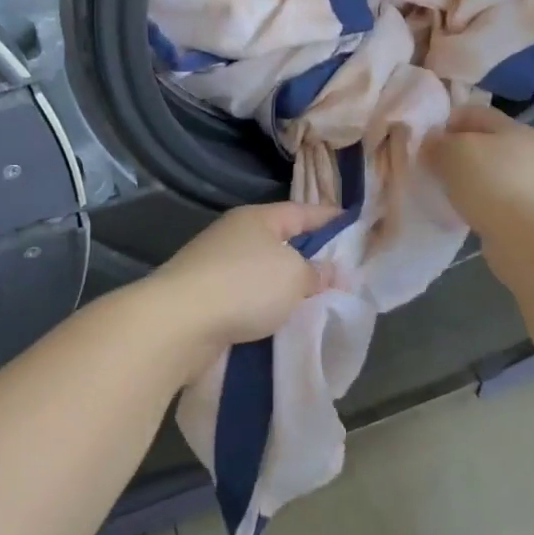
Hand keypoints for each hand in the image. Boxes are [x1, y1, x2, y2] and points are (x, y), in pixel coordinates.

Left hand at [151, 202, 342, 347]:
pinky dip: (264, 306)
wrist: (178, 322)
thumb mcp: (294, 276)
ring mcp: (215, 265)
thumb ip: (318, 273)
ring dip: (284, 285)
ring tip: (314, 302)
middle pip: (281, 241)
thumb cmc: (244, 286)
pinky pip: (246, 297)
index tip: (355, 226)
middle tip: (340, 272)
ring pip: (262, 271)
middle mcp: (234, 235)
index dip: (330, 218)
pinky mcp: (204, 297)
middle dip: (308, 255)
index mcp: (257, 219)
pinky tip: (280, 321)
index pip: (302, 211)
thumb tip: (334, 272)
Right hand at [422, 103, 533, 238]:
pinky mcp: (528, 211)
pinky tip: (462, 211)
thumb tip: (432, 143)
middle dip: (454, 151)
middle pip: (482, 142)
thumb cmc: (490, 183)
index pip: (474, 112)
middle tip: (429, 165)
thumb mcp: (453, 152)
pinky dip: (476, 200)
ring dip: (465, 178)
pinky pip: (494, 197)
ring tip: (442, 190)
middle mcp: (527, 151)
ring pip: (488, 171)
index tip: (423, 139)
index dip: (445, 121)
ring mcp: (531, 182)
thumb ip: (437, 143)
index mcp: (514, 128)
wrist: (526, 237)